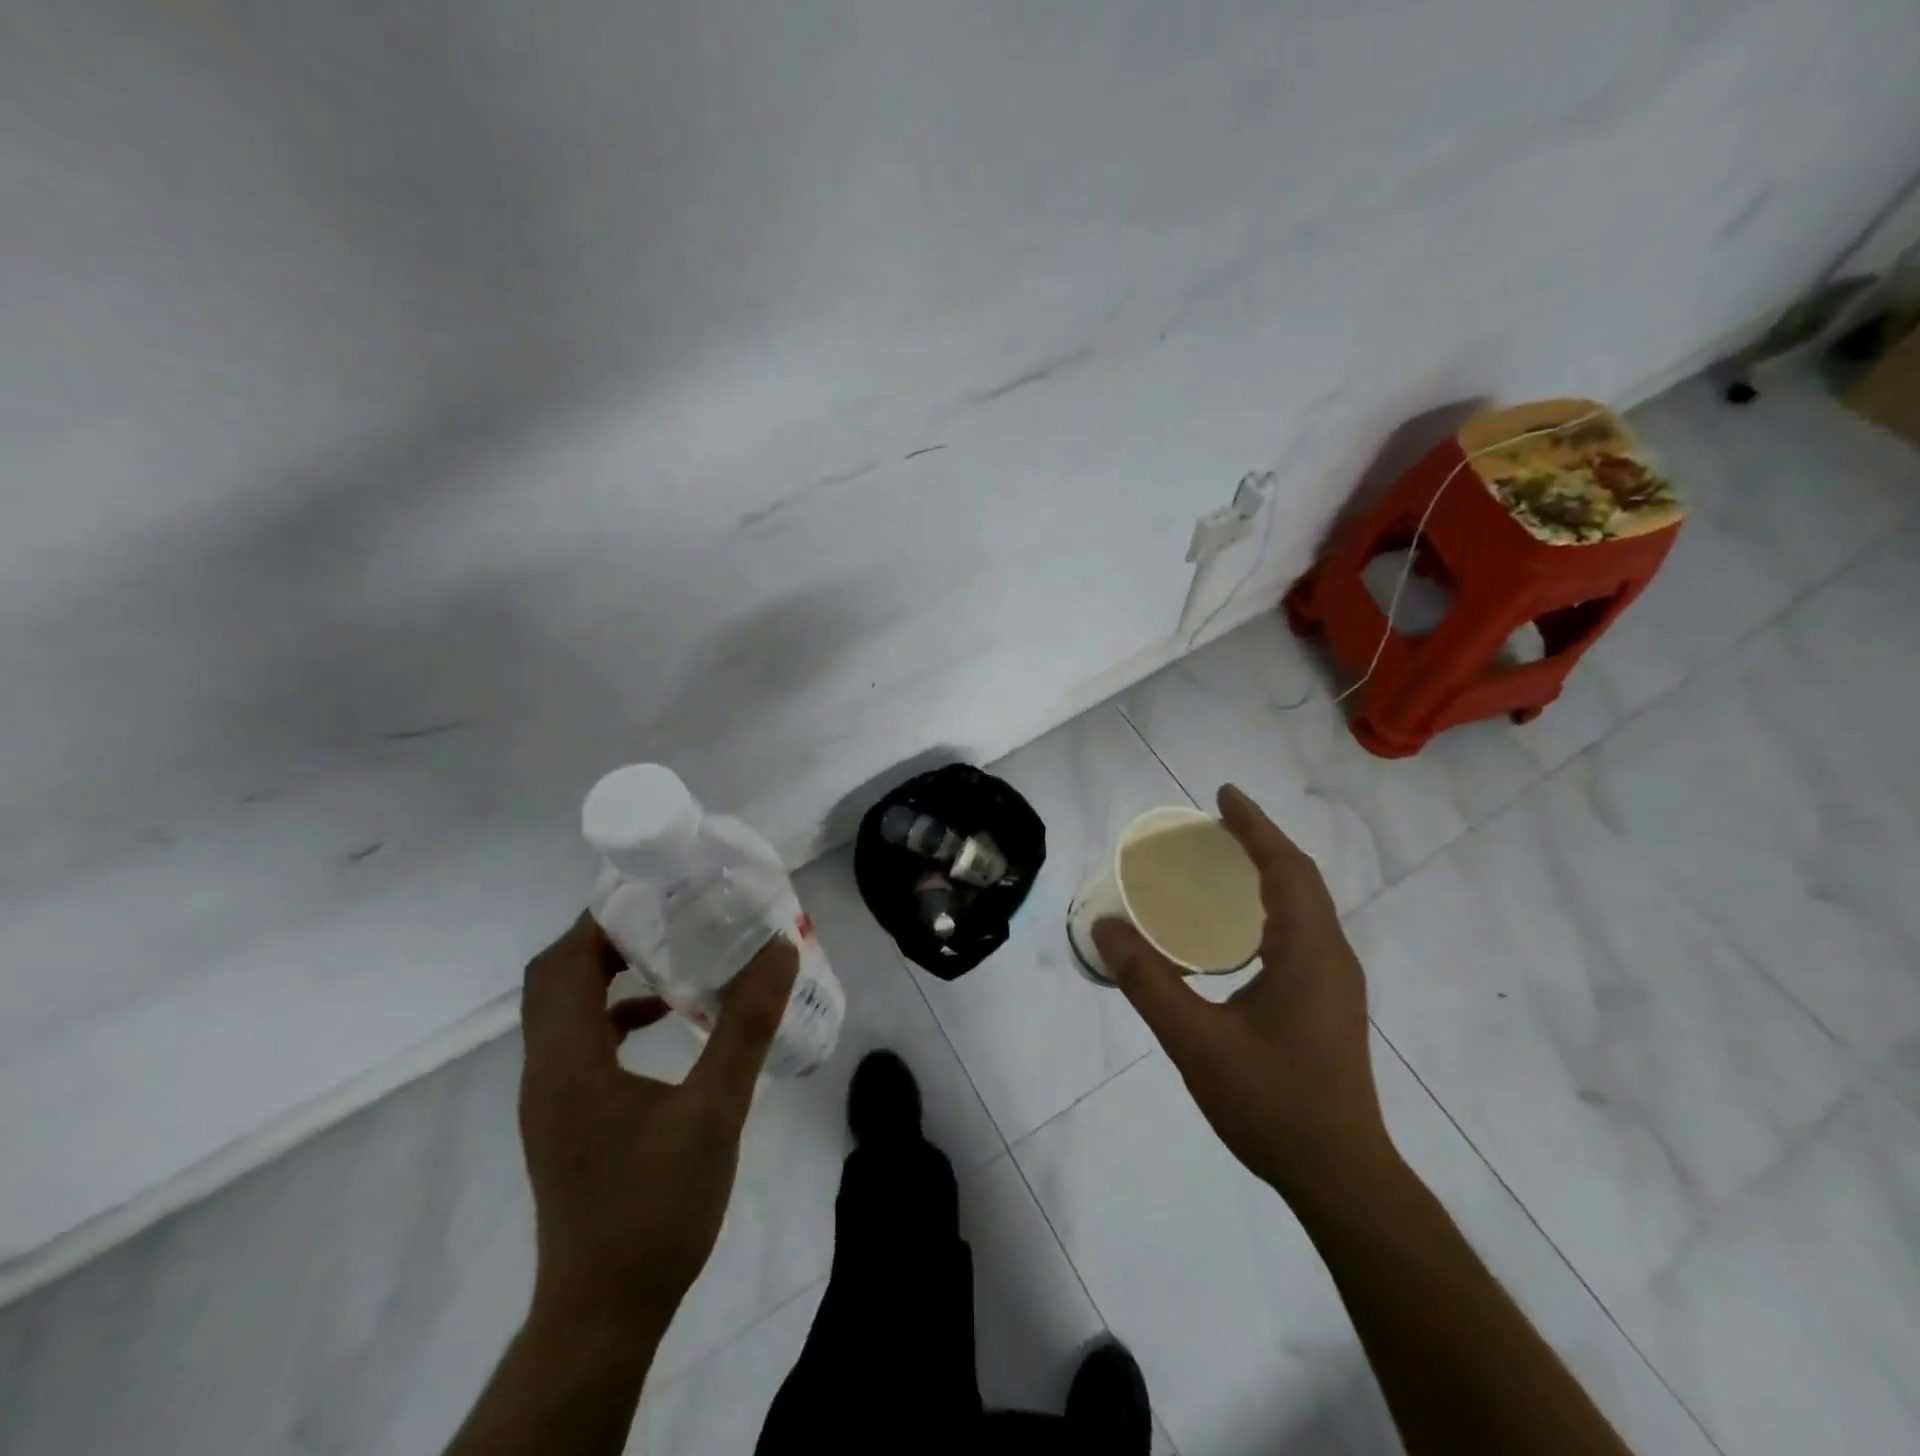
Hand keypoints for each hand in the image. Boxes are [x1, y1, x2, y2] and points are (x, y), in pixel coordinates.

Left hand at [517, 913, 797, 1337]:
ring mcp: (552, 1097)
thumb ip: (746, 1026)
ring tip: (673, 951)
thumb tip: (779, 950)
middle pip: (557, 978)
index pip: (563, 962)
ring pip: (566, 1009)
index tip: (655, 889)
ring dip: (610, 973)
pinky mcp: (567, 1117)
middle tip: (669, 912)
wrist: (606, 1311)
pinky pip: (582, 1042)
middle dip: (607, 936)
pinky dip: (617, 1014)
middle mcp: (547, 1070)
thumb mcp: (715, 1110)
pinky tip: (668, 1020)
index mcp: (568, 1060)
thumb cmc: (656, 1206)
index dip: (601, 917)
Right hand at [1092, 784, 1394, 1203]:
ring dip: (1268, 872)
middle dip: (1259, 842)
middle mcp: (1330, 956)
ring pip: (1304, 905)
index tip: (1222, 795)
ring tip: (1222, 862)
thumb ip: (1148, 982)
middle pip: (1299, 878)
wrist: (1340, 1178)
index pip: (1285, 868)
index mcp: (1309, 952)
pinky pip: (1300, 930)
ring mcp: (1334, 981)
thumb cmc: (1272, 1104)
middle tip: (1212, 824)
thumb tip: (1106, 928)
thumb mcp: (1196, 1042)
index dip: (1254, 826)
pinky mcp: (1328, 1003)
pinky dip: (1271, 905)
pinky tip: (1237, 926)